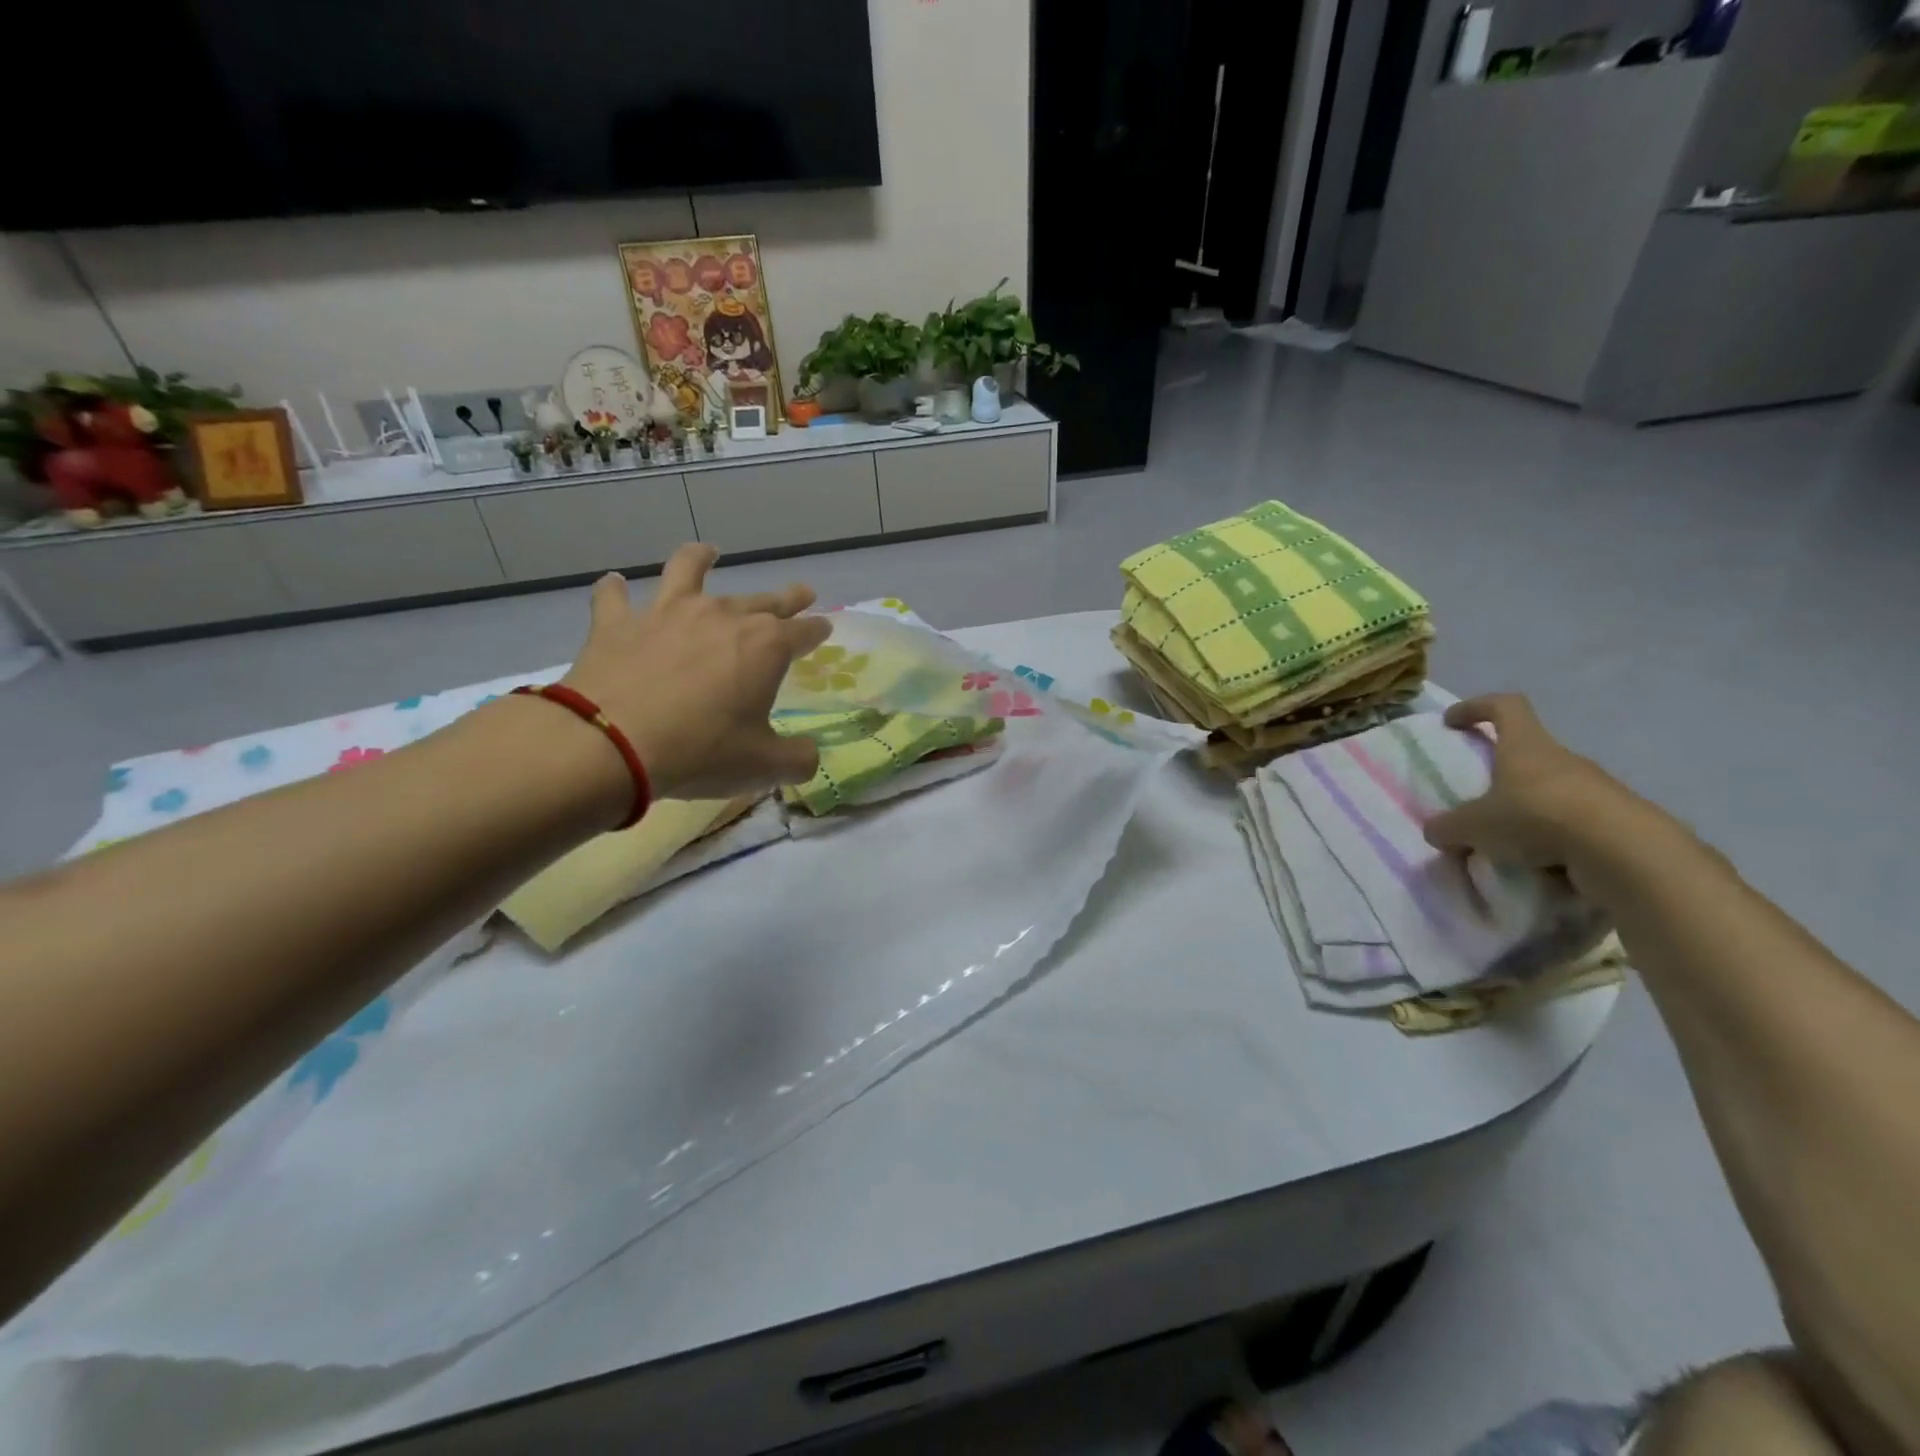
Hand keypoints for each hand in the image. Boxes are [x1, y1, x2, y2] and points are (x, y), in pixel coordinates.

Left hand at [560, 544, 831, 801]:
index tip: (824, 629)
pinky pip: (614, 596)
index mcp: (765, 647)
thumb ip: (797, 759)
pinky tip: (613, 584)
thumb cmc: (700, 752)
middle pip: (762, 600)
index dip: (817, 631)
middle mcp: (722, 616)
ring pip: (688, 570)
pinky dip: (614, 590)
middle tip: (801, 593)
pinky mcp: (618, 622)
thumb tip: (809, 756)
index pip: (803, 631)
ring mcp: (667, 612)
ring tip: (708, 552)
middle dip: (787, 598)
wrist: (611, 744)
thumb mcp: (763, 766)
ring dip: (701, 559)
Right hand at [1421, 694, 1650, 887]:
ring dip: (1528, 811)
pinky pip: (1574, 824)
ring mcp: (1596, 788)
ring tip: (1507, 843)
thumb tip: (1436, 831)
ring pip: (1552, 791)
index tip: (1452, 722)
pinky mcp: (1618, 821)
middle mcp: (1563, 759)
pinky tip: (1540, 864)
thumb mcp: (1472, 826)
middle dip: (1501, 773)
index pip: (1505, 706)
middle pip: (1528, 752)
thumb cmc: (1536, 818)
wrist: (1625, 854)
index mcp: (1526, 746)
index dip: (1476, 708)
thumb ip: (1448, 827)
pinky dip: (1554, 840)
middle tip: (1478, 800)